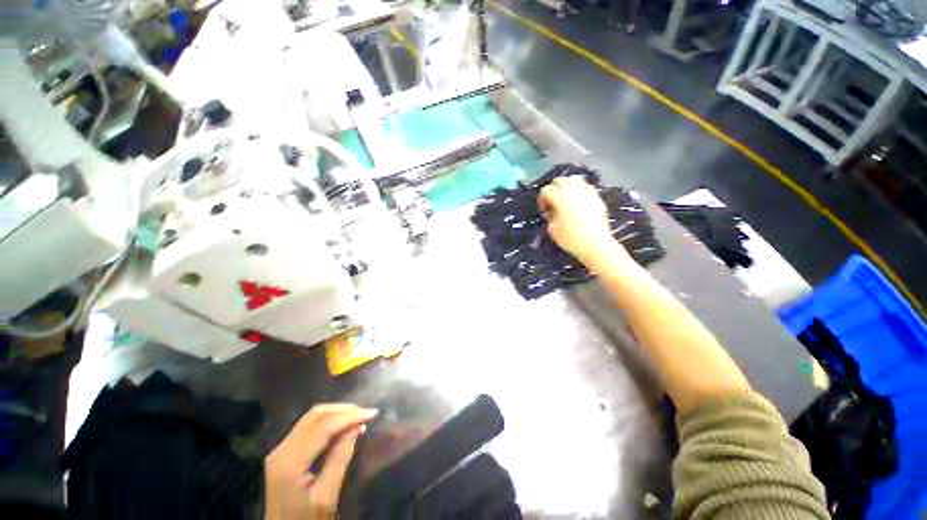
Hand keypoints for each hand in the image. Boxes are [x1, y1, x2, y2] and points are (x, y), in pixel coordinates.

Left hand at [265, 404, 377, 518]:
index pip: (323, 426)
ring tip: (357, 417)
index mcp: (290, 461)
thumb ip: (340, 459)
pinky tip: (342, 427)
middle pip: (315, 416)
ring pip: (311, 418)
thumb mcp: (326, 497)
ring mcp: (279, 450)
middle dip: (344, 410)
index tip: (373, 413)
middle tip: (366, 414)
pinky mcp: (283, 453)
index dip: (350, 415)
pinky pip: (307, 427)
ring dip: (336, 413)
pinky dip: (327, 422)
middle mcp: (281, 449)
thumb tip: (356, 428)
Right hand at [538, 176, 623, 265]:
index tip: (543, 210)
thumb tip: (550, 211)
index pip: (546, 190)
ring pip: (573, 179)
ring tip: (564, 198)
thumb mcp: (552, 229)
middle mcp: (573, 190)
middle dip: (552, 189)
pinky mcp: (596, 196)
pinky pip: (584, 186)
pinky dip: (577, 190)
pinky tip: (576, 201)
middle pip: (559, 180)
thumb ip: (549, 216)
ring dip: (565, 186)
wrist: (596, 244)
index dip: (541, 199)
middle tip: (551, 202)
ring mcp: (586, 191)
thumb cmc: (571, 238)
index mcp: (560, 197)